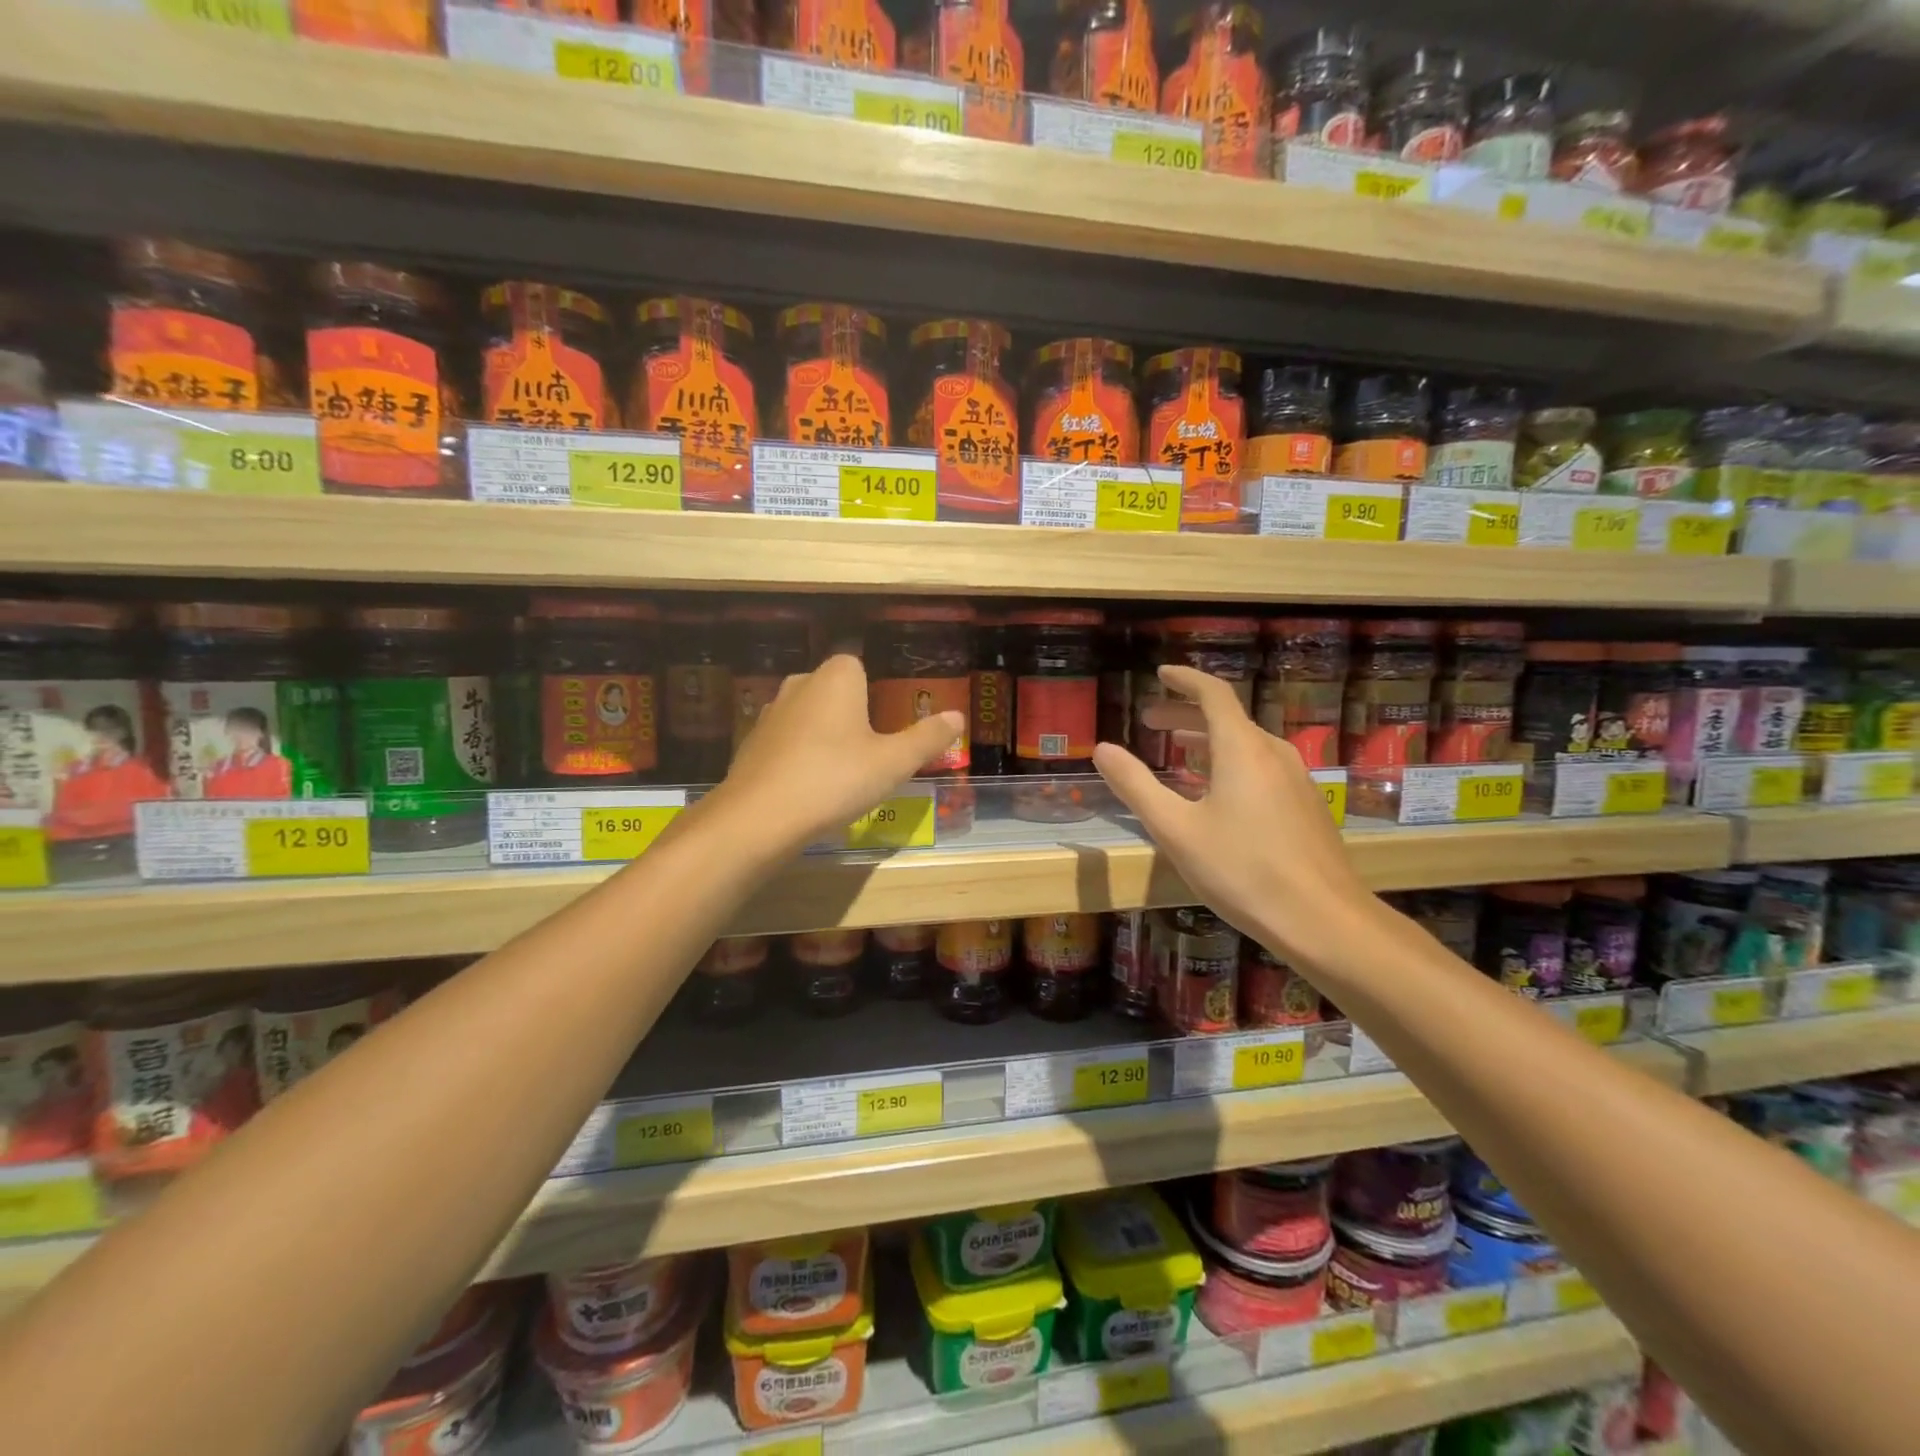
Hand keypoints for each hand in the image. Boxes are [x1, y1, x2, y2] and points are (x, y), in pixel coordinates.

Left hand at [707, 652, 963, 857]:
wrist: (759, 818)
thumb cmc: (835, 780)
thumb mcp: (893, 763)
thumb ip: (927, 738)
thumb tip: (957, 716)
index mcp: (836, 678)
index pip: (857, 664)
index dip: (874, 692)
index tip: (886, 724)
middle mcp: (799, 685)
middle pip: (832, 689)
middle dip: (850, 713)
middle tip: (870, 751)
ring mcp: (770, 714)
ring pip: (807, 716)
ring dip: (823, 736)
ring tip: (841, 773)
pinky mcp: (750, 745)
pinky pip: (786, 742)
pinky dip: (798, 757)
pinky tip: (808, 788)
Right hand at [1093, 664, 1373, 964]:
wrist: (1323, 920)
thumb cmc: (1241, 870)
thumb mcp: (1175, 829)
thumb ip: (1136, 785)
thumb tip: (1102, 749)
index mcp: (1242, 749)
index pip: (1212, 694)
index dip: (1185, 680)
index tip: (1160, 674)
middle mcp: (1273, 754)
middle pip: (1228, 719)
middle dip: (1186, 714)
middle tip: (1151, 722)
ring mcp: (1296, 780)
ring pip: (1246, 745)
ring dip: (1208, 741)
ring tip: (1177, 753)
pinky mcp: (1305, 807)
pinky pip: (1261, 769)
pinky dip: (1229, 765)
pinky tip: (1215, 795)